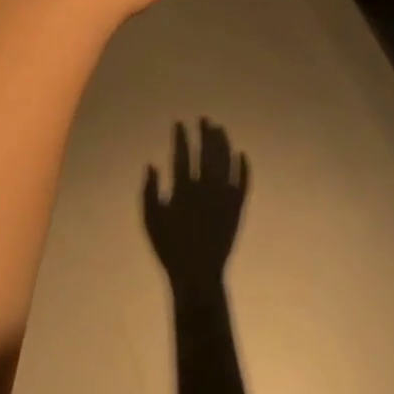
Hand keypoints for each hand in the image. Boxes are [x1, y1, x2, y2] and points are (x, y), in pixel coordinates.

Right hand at [143, 119, 248, 291]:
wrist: (198, 274)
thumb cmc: (169, 248)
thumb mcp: (150, 220)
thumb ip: (149, 190)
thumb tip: (152, 164)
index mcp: (183, 189)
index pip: (182, 153)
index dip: (181, 136)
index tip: (180, 123)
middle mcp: (206, 187)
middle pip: (208, 152)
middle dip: (205, 133)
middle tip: (204, 119)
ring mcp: (225, 196)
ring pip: (227, 162)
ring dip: (224, 143)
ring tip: (220, 129)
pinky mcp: (238, 207)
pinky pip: (244, 182)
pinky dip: (244, 167)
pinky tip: (242, 154)